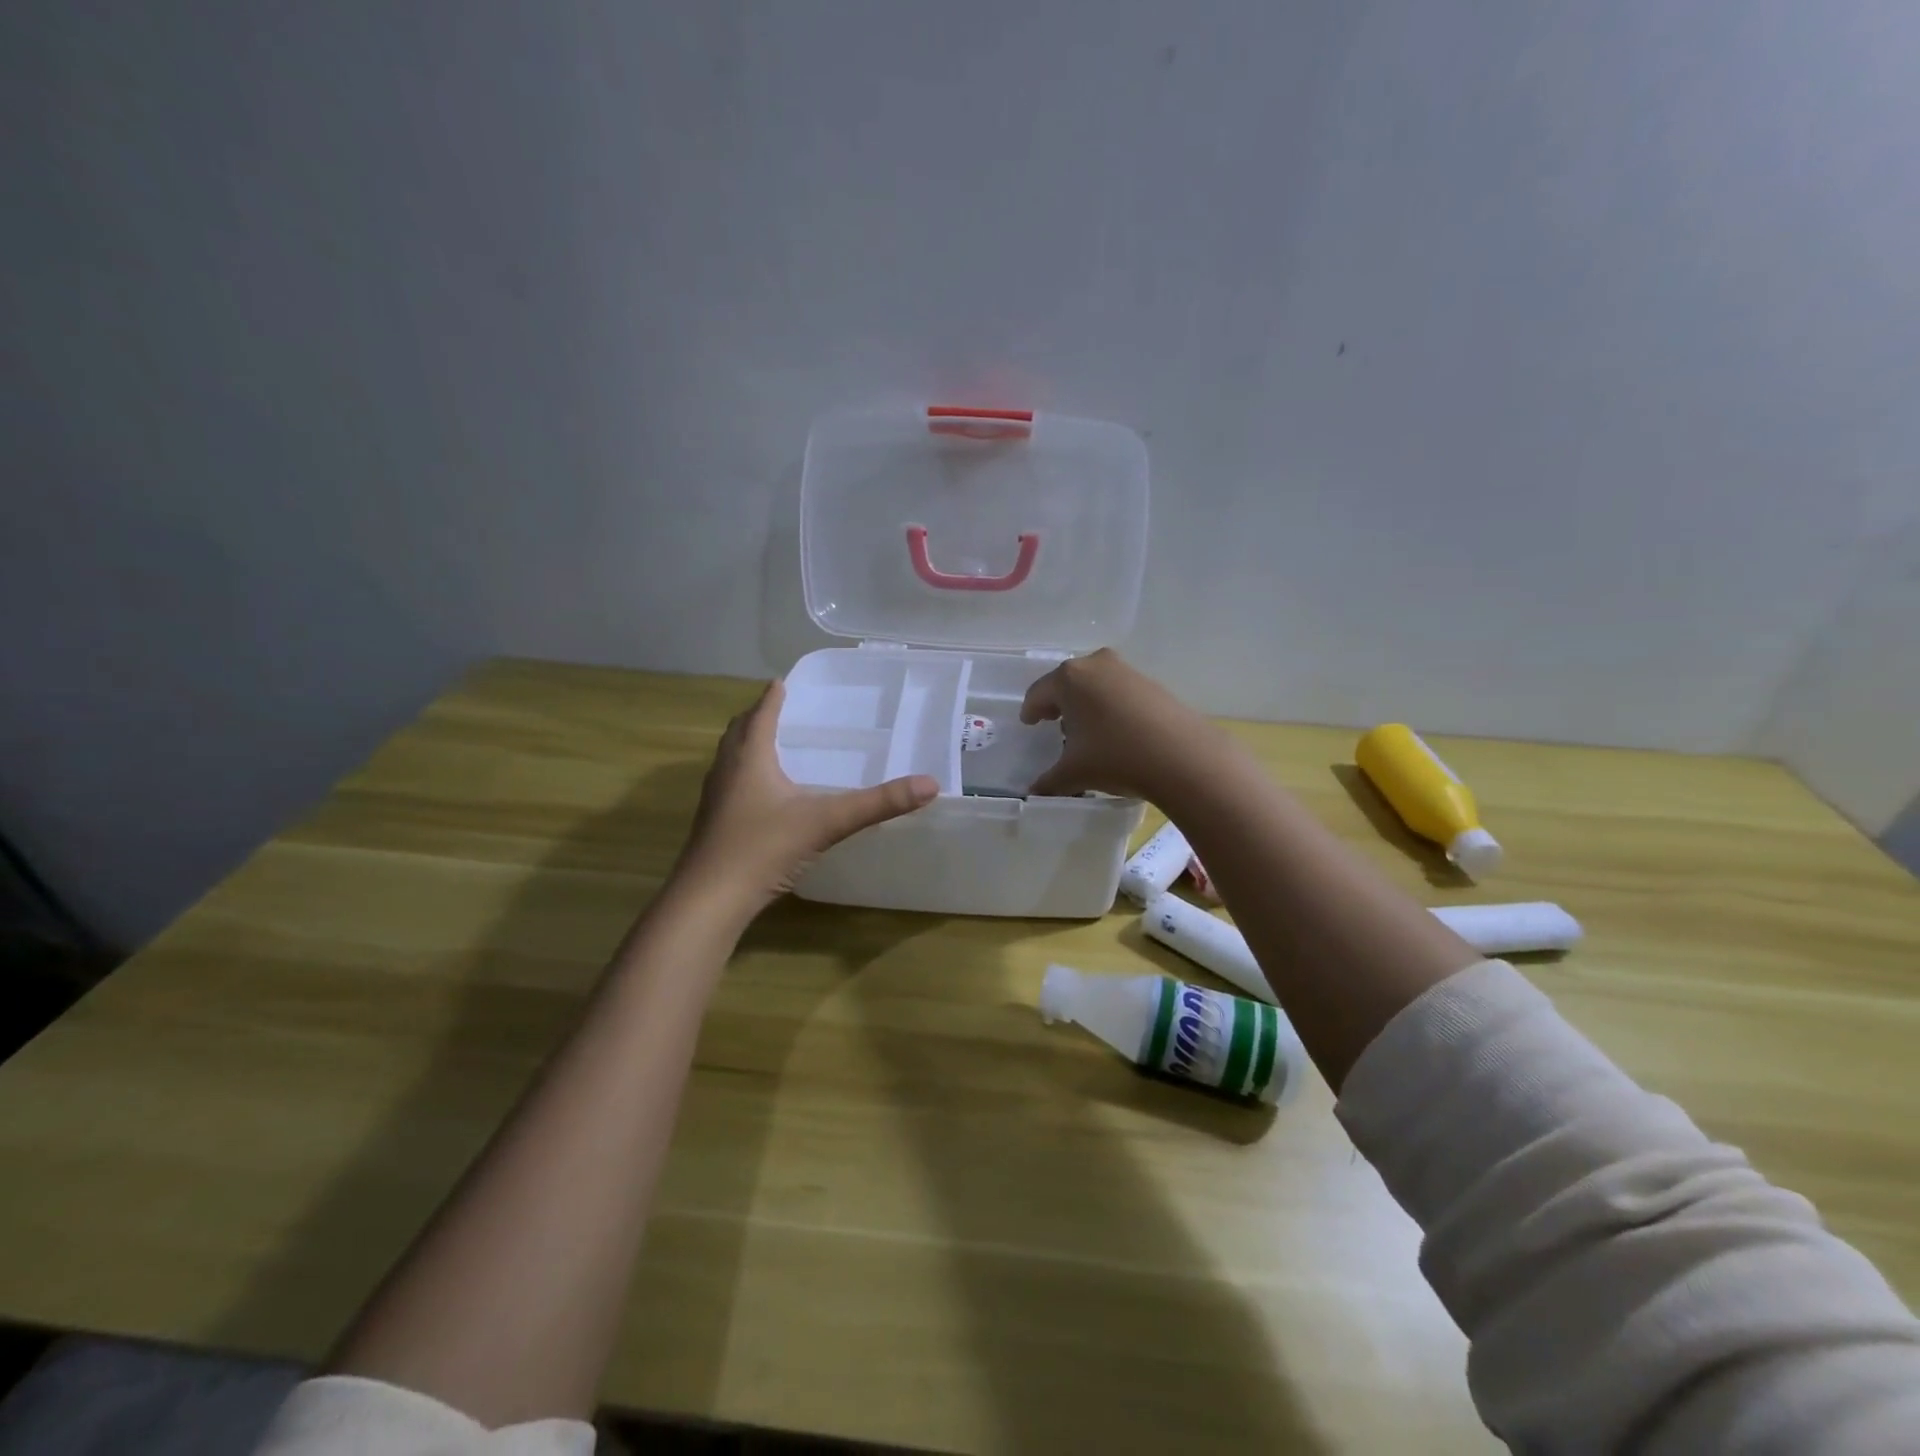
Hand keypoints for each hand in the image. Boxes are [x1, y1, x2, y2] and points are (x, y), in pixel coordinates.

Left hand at [672, 681, 937, 915]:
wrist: (709, 900)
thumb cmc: (763, 849)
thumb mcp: (827, 823)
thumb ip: (877, 804)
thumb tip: (930, 784)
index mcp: (750, 758)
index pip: (760, 715)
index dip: (772, 697)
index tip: (781, 682)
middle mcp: (727, 771)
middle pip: (739, 733)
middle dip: (757, 717)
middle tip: (778, 710)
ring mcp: (715, 800)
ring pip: (730, 760)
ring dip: (747, 746)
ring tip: (771, 746)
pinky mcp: (712, 825)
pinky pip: (729, 785)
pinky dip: (745, 775)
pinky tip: (763, 796)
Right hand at [1020, 649, 1220, 799]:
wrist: (1182, 756)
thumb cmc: (1115, 756)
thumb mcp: (1074, 774)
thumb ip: (1048, 781)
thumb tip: (1035, 792)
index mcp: (1068, 679)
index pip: (1038, 693)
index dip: (1031, 711)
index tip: (1030, 724)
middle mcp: (1095, 665)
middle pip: (1067, 683)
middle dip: (1060, 704)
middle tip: (1055, 725)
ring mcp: (1127, 671)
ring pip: (1095, 685)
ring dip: (1087, 704)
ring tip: (1087, 731)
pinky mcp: (1152, 683)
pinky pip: (1119, 692)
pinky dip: (1111, 706)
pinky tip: (1117, 731)